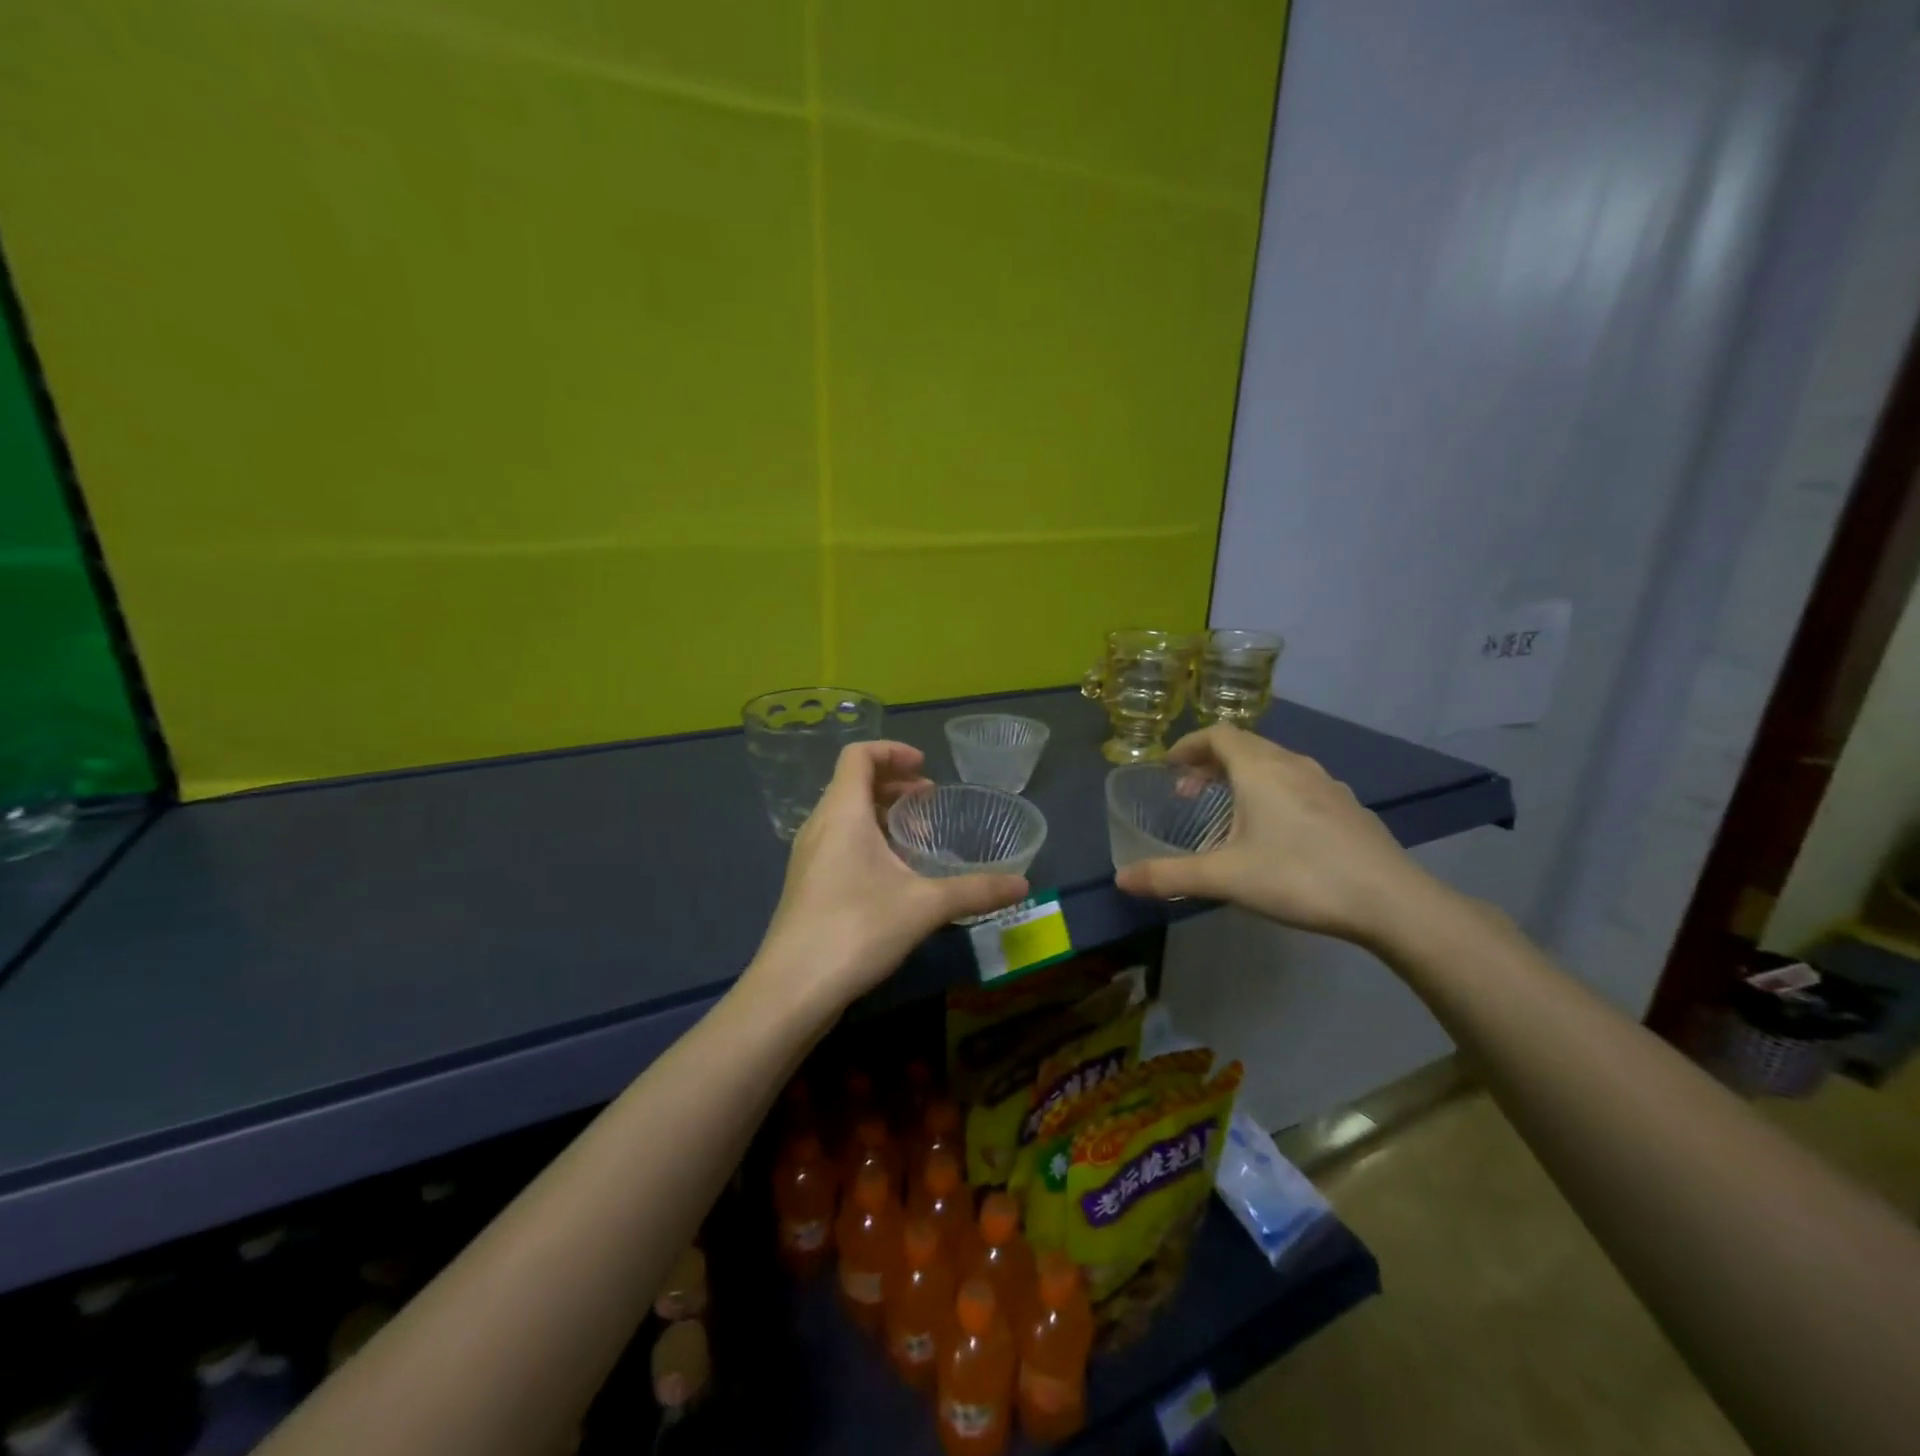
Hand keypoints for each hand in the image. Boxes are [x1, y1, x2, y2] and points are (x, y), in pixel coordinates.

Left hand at [749, 741, 1028, 1011]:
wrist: (791, 989)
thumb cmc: (856, 929)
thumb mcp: (925, 906)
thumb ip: (975, 890)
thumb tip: (1023, 885)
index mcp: (842, 812)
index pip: (858, 755)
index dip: (892, 751)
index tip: (925, 766)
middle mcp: (820, 825)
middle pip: (853, 783)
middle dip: (893, 783)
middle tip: (930, 799)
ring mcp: (809, 856)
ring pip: (845, 815)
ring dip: (881, 813)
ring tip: (917, 835)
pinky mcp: (807, 884)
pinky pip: (839, 842)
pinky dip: (868, 839)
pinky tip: (894, 874)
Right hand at [1113, 724, 1443, 949]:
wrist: (1391, 900)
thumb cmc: (1299, 877)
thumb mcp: (1225, 878)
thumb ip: (1169, 875)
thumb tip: (1120, 879)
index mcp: (1260, 768)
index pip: (1217, 734)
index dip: (1189, 745)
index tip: (1169, 768)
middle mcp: (1293, 764)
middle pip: (1244, 746)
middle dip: (1210, 763)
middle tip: (1189, 793)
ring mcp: (1326, 783)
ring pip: (1274, 764)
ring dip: (1242, 777)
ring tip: (1228, 811)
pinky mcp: (1347, 806)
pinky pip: (1298, 784)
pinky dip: (1272, 792)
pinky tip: (1275, 832)